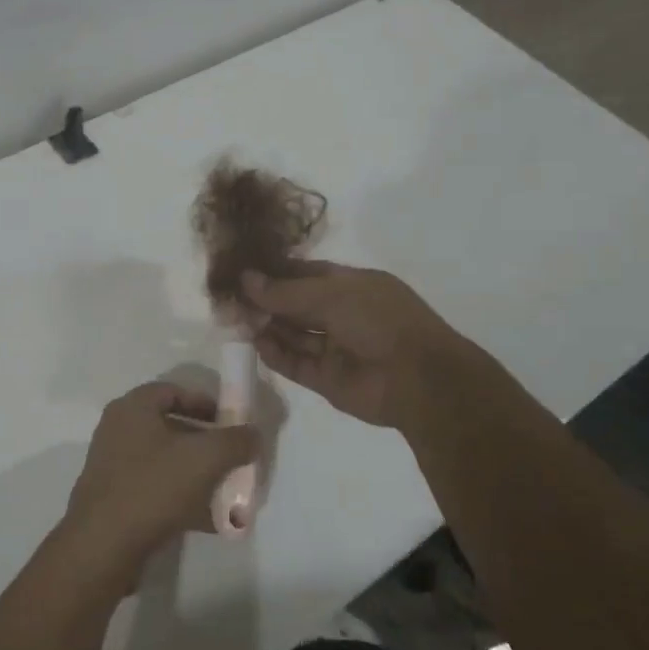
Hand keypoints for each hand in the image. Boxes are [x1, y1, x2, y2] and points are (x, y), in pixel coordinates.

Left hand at [58, 382, 258, 584]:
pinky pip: (157, 491)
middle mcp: (119, 431)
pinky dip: (184, 499)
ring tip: (229, 492)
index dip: (205, 403)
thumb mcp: (205, 458)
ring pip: (166, 462)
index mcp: (133, 409)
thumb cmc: (153, 487)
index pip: (173, 391)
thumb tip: (254, 433)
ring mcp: (114, 466)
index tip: (231, 422)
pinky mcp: (116, 499)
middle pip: (171, 427)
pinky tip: (211, 521)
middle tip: (234, 458)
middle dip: (206, 443)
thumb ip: (235, 441)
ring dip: (198, 474)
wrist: (103, 546)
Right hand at [243, 261, 473, 429]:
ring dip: (267, 327)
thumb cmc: (379, 321)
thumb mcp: (331, 294)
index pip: (305, 273)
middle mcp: (342, 315)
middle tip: (231, 297)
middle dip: (266, 300)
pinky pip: (295, 363)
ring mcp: (335, 348)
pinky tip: (255, 343)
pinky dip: (275, 355)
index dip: (275, 271)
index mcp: (352, 286)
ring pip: (293, 335)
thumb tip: (245, 279)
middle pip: (296, 305)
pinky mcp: (327, 379)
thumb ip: (285, 291)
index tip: (242, 269)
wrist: (417, 380)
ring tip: (235, 319)